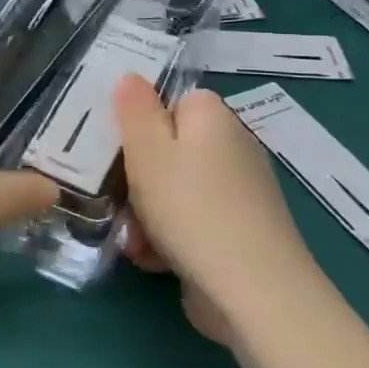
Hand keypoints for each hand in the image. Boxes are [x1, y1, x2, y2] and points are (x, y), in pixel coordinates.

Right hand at [114, 76, 311, 340]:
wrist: (253, 290)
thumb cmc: (190, 207)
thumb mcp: (147, 150)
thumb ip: (135, 110)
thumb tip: (133, 77)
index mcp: (213, 118)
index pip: (172, 101)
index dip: (141, 121)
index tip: (116, 145)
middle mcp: (233, 147)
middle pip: (171, 149)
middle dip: (138, 176)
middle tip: (115, 195)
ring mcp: (241, 193)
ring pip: (177, 190)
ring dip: (147, 212)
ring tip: (131, 237)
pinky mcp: (241, 233)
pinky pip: (193, 222)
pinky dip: (170, 238)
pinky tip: (151, 258)